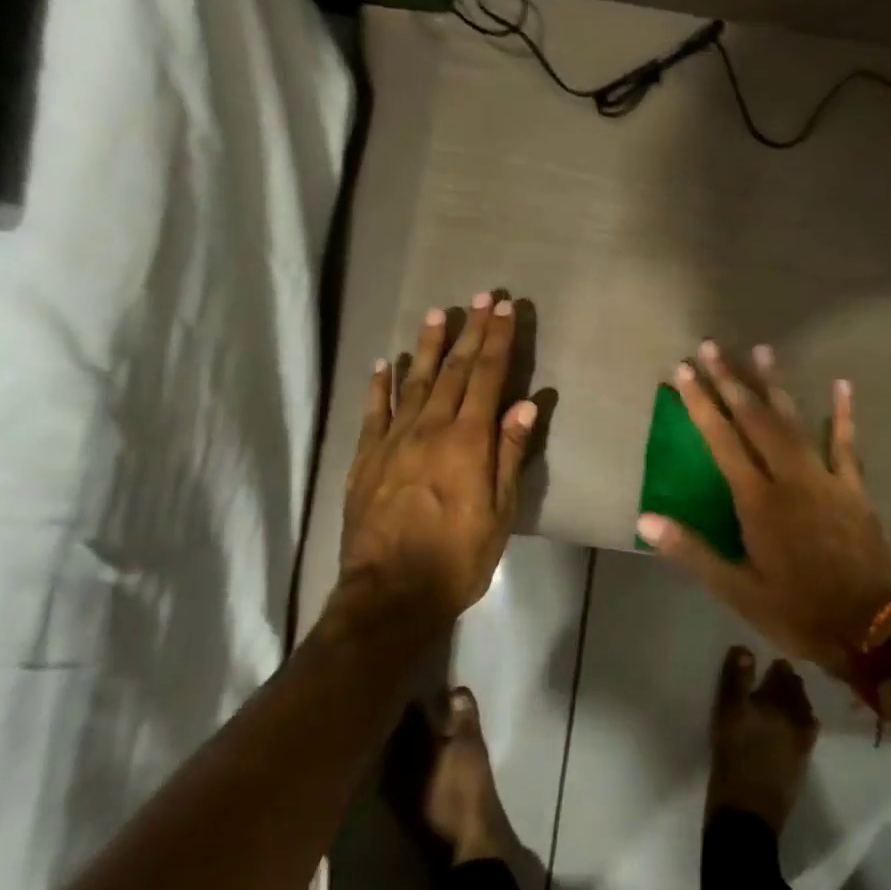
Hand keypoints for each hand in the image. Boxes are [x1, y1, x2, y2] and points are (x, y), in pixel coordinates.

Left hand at [340, 294, 538, 628]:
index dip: (498, 340)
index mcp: (467, 441)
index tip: (505, 308)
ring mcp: (393, 440)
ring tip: (437, 314)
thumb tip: (525, 405)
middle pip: (455, 370)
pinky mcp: (365, 458)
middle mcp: (430, 429)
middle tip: (480, 296)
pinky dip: (380, 385)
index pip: (488, 378)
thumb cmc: (457, 557)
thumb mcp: (499, 513)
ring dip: (428, 347)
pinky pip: (373, 412)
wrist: (390, 593)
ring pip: (414, 382)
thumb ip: (510, 455)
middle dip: (470, 331)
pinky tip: (386, 363)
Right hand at [638, 342, 890, 678]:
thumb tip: (646, 518)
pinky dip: (843, 414)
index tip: (685, 371)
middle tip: (711, 346)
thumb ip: (691, 551)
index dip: (701, 403)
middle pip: (755, 420)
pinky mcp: (854, 489)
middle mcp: (790, 479)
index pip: (722, 441)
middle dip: (731, 380)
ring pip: (795, 422)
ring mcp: (826, 480)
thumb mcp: (735, 590)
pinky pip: (847, 444)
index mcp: (757, 502)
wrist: (866, 631)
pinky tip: (842, 384)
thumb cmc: (794, 611)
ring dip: (775, 385)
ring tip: (760, 349)